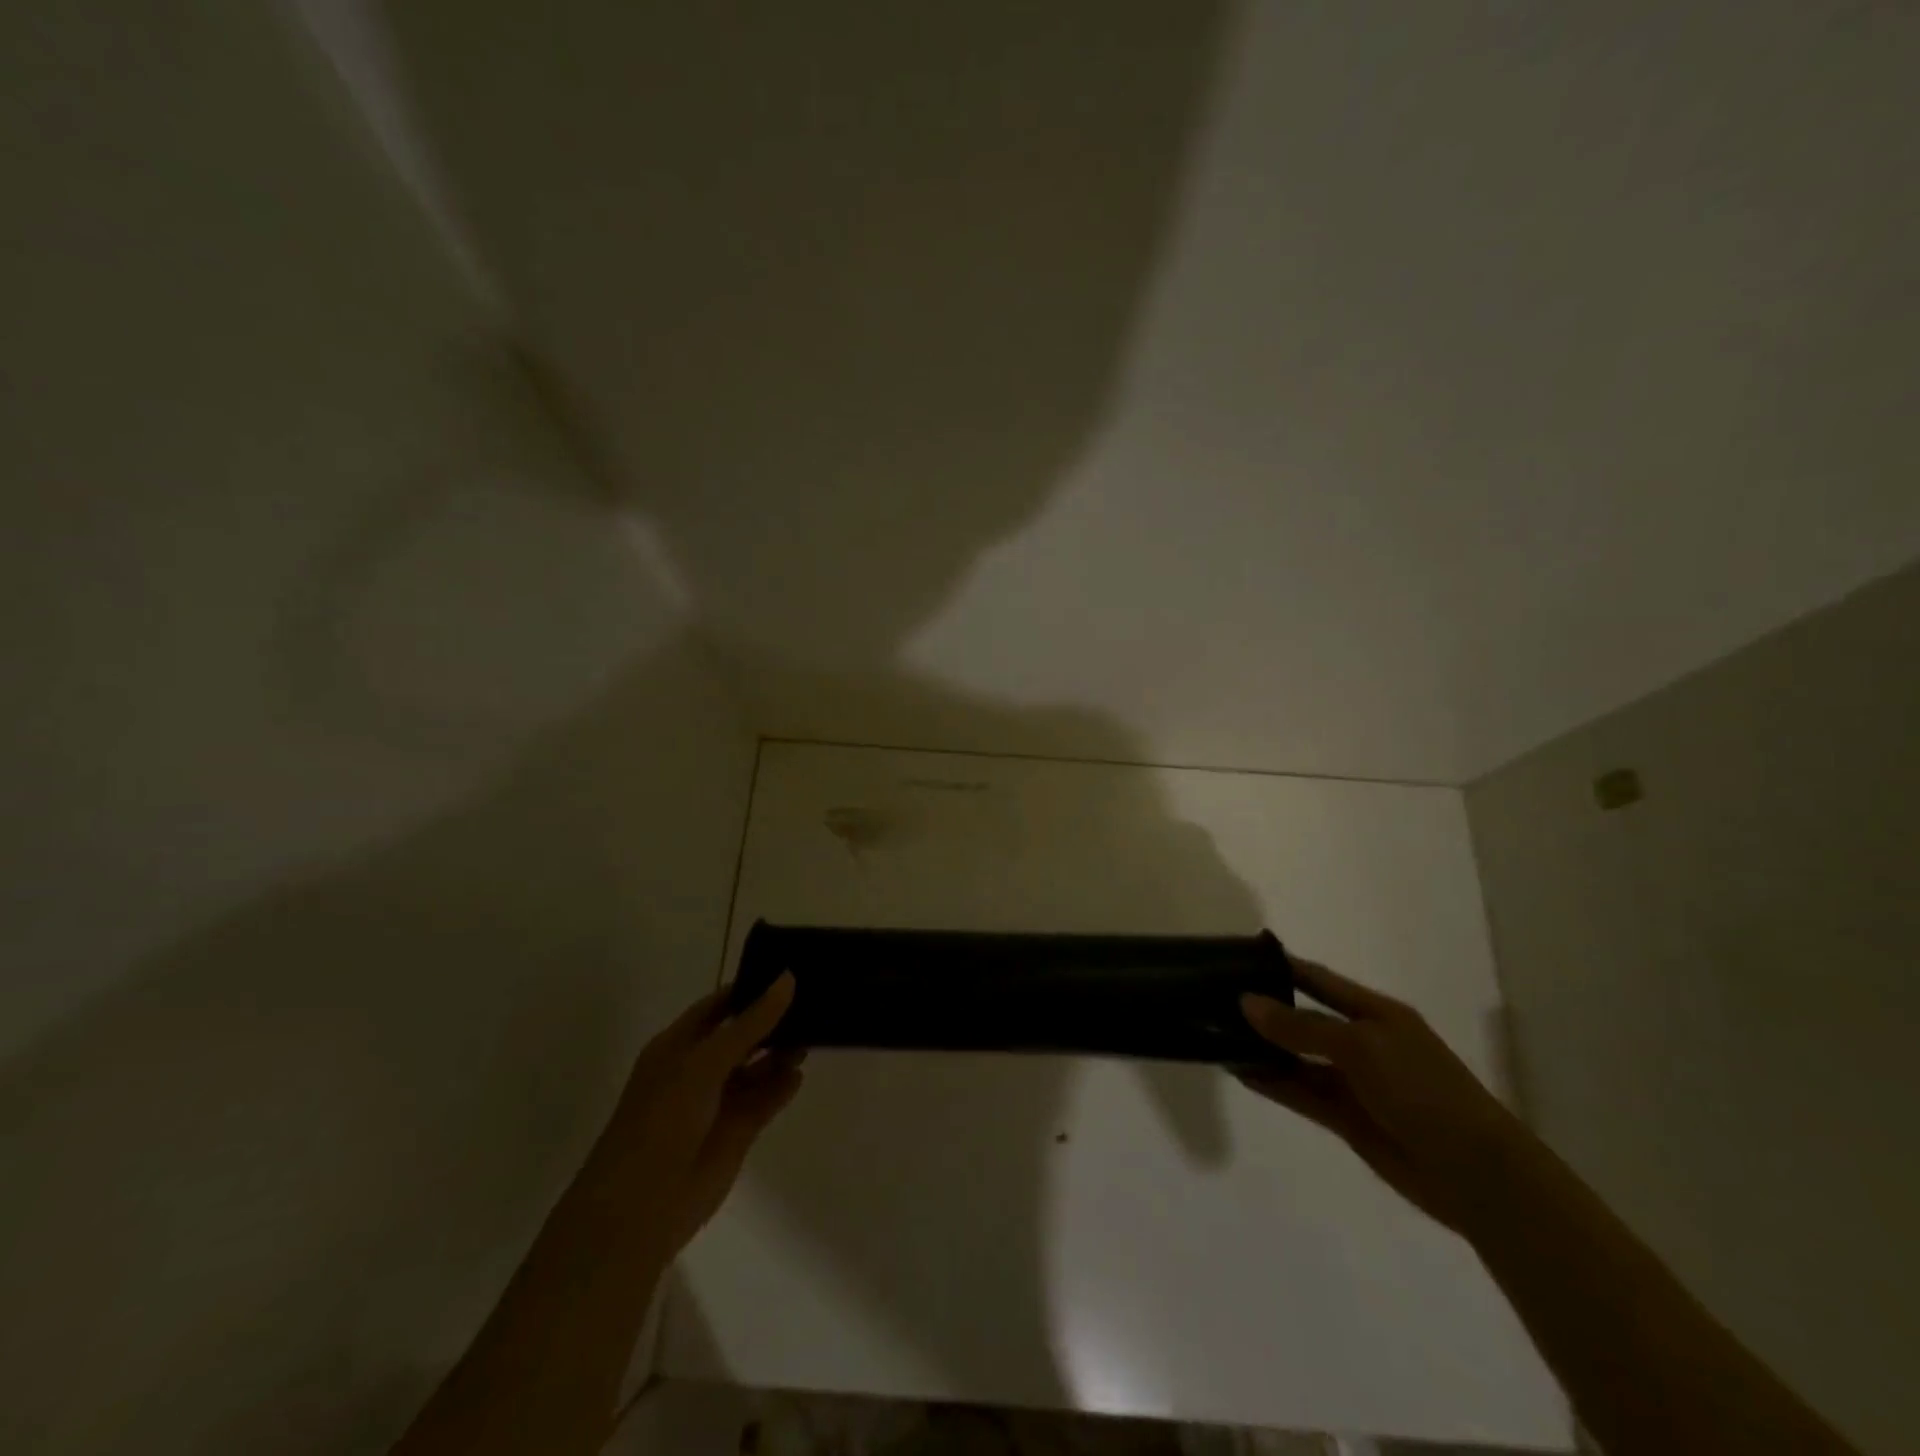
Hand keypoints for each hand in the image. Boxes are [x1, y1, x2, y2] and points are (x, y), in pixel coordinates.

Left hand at [590, 974, 802, 1262]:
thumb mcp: (706, 1062)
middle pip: (742, 1035)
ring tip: (815, 1034)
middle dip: (772, 1019)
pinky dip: (782, 1086)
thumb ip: (751, 1023)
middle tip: (813, 998)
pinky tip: (800, 1073)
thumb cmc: (663, 1119)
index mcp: (678, 1046)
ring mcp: (718, 1101)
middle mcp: (698, 1069)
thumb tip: (788, 978)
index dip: (749, 988)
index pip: (719, 1006)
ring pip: (757, 1067)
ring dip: (781, 1052)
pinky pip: (766, 1099)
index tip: (788, 971)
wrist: (641, 1206)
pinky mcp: (737, 1132)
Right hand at [1239, 959, 1531, 1235]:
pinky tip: (1241, 1073)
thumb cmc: (1423, 1090)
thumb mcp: (1360, 1046)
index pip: (1319, 980)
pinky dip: (1272, 1083)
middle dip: (1265, 1009)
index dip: (1282, 967)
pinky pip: (1301, 1092)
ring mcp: (1354, 1081)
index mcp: (1375, 1013)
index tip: (1238, 957)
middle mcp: (1362, 1041)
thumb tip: (1246, 1002)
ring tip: (1217, 1036)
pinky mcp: (1347, 1117)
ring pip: (1298, 1058)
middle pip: (1304, 1018)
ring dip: (1263, 1049)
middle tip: (1215, 999)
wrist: (1475, 1174)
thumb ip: (1301, 1026)